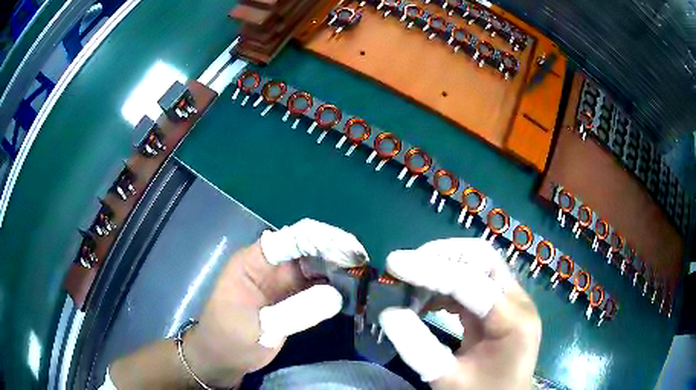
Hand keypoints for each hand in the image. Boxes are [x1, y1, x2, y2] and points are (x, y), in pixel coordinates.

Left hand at [179, 219, 368, 386]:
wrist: (222, 359)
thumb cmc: (228, 339)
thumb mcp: (258, 328)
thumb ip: (294, 312)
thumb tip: (337, 296)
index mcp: (253, 263)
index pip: (290, 239)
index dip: (321, 240)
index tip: (350, 250)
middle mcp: (270, 266)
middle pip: (307, 250)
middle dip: (335, 253)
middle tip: (364, 263)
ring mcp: (281, 282)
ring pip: (315, 267)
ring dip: (338, 269)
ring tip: (365, 275)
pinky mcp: (290, 298)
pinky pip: (316, 287)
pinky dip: (334, 288)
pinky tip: (352, 291)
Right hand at [378, 238, 540, 389]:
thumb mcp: (447, 378)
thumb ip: (418, 348)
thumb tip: (388, 313)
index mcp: (513, 322)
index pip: (471, 283)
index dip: (430, 270)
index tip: (394, 263)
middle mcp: (519, 302)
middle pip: (483, 259)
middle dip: (442, 256)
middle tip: (406, 267)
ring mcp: (513, 301)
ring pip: (479, 265)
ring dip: (444, 267)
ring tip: (411, 284)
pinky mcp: (502, 306)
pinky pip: (475, 283)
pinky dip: (448, 284)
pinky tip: (427, 301)